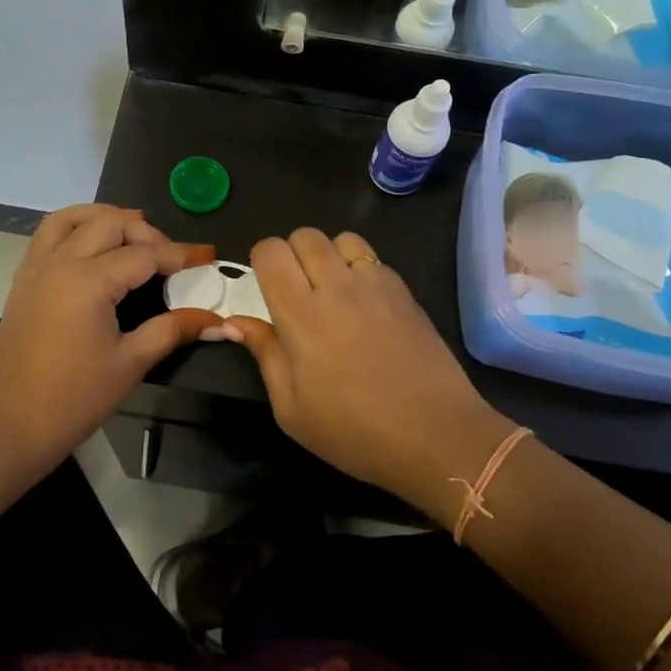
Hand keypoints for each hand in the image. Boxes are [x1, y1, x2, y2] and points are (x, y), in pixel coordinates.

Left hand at [0, 205, 219, 472]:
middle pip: (109, 224)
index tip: (207, 255)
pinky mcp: (22, 283)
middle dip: (145, 232)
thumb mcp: (130, 364)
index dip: (179, 254)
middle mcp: (60, 263)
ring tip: (131, 233)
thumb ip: (172, 331)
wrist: (8, 427)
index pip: (143, 254)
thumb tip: (216, 320)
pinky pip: (47, 236)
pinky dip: (74, 229)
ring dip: (104, 218)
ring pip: (70, 219)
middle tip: (170, 256)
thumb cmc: (73, 399)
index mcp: (88, 281)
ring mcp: (35, 270)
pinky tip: (92, 250)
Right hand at [215, 228, 509, 504]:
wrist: (436, 435)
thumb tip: (234, 322)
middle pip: (305, 235)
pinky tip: (366, 305)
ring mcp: (376, 285)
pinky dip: (361, 270)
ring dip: (329, 255)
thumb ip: (264, 354)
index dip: (262, 261)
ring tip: (332, 290)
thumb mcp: (291, 409)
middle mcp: (337, 286)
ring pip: (342, 238)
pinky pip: (374, 259)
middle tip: (297, 291)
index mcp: (300, 314)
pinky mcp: (405, 291)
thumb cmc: (354, 431)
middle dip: (292, 254)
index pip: (270, 250)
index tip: (266, 289)